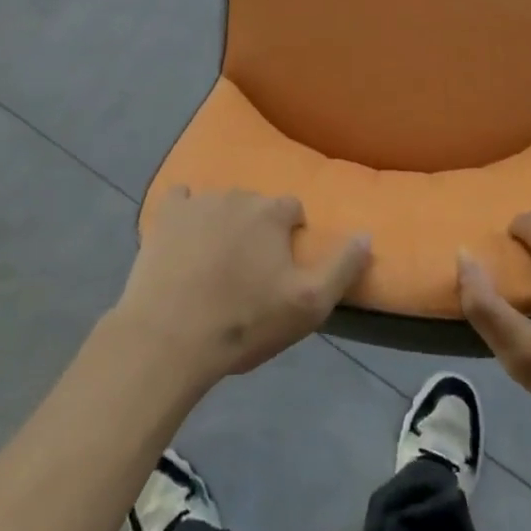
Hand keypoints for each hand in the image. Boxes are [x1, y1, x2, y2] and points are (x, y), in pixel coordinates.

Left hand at [116, 188, 370, 385]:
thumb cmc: (244, 321)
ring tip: (215, 264)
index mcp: (272, 213)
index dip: (291, 235)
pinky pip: (180, 201)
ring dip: (223, 224)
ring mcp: (198, 202)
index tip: (283, 267)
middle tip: (249, 270)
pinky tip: (183, 238)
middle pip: (256, 205)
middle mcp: (237, 195)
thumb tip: (366, 234)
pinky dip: (185, 214)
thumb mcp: (309, 304)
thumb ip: (342, 266)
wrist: (170, 335)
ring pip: (220, 204)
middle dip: (257, 229)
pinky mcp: (165, 215)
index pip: (293, 209)